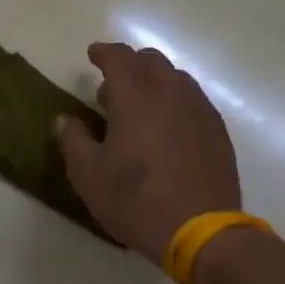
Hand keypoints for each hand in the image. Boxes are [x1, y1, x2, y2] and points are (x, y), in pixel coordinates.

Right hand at [55, 42, 241, 263]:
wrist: (200, 231)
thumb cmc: (135, 200)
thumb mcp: (88, 175)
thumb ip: (73, 140)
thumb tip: (66, 119)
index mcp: (136, 96)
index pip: (120, 57)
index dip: (104, 52)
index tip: (93, 55)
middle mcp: (171, 93)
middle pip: (152, 62)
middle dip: (130, 65)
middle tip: (112, 89)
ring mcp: (200, 111)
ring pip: (177, 79)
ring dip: (155, 82)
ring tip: (141, 108)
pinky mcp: (218, 132)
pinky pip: (194, 102)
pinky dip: (176, 102)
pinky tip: (169, 129)